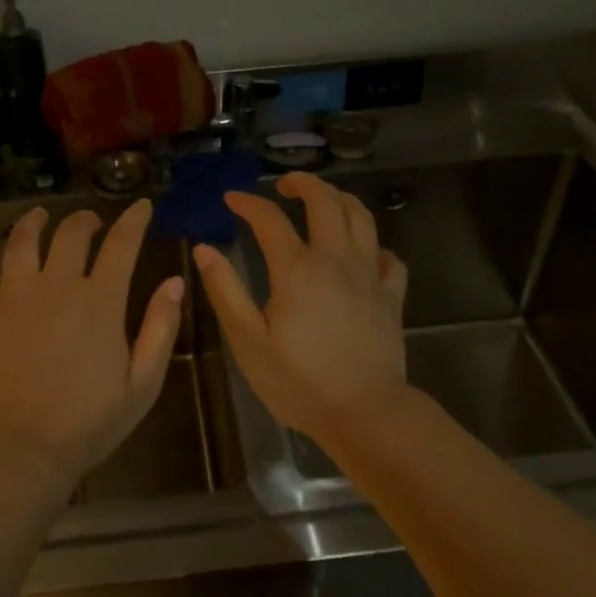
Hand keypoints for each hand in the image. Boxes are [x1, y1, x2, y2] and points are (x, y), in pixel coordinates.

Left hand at [0, 200, 184, 486]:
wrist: (24, 451)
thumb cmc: (89, 422)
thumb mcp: (143, 383)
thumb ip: (161, 328)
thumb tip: (176, 281)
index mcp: (100, 301)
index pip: (122, 245)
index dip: (134, 220)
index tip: (141, 205)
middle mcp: (56, 287)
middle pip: (71, 235)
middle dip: (85, 220)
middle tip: (92, 222)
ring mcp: (12, 297)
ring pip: (20, 243)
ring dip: (32, 223)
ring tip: (39, 216)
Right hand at [194, 172, 409, 443]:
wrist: (364, 412)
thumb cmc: (298, 382)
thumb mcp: (248, 341)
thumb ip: (226, 290)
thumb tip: (205, 249)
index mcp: (297, 269)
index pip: (269, 219)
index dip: (248, 203)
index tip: (231, 200)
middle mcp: (336, 260)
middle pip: (325, 202)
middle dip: (302, 183)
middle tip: (283, 185)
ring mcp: (369, 276)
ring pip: (362, 218)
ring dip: (340, 200)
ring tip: (323, 201)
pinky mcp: (391, 296)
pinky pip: (388, 257)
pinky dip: (374, 246)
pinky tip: (363, 254)